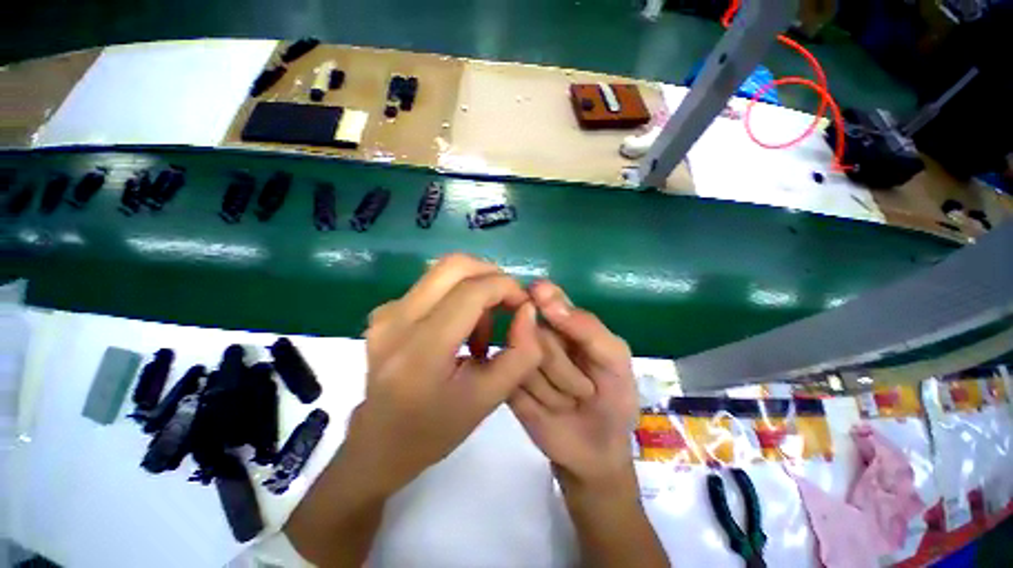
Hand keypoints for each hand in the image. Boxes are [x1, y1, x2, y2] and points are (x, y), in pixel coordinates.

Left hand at [349, 254, 542, 492]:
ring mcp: (385, 313)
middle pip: (454, 265)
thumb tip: (528, 309)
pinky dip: (457, 296)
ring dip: (475, 288)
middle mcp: (396, 320)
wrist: (379, 444)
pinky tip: (460, 329)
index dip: (506, 287)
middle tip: (508, 302)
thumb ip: (521, 353)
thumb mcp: (490, 399)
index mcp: (421, 351)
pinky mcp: (385, 311)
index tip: (524, 304)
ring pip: (444, 272)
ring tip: (483, 327)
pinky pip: (432, 285)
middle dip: (491, 275)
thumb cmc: (436, 429)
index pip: (472, 292)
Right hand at [510, 280, 637, 484]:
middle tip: (585, 389)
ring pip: (522, 359)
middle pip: (534, 334)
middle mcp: (538, 335)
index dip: (544, 297)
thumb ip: (586, 327)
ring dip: (553, 388)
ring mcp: (520, 360)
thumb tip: (542, 292)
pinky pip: (512, 383)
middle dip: (562, 367)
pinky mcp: (508, 384)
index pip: (547, 298)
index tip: (538, 294)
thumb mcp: (615, 359)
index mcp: (565, 322)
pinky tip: (547, 410)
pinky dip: (534, 400)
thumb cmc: (613, 398)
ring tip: (568, 401)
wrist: (595, 451)